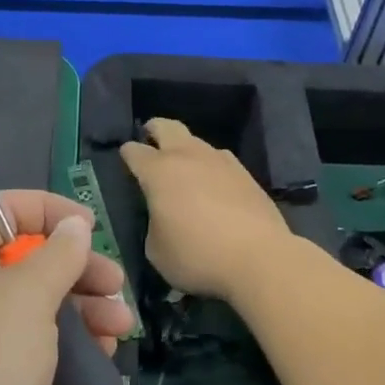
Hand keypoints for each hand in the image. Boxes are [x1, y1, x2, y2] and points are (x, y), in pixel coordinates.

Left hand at [0, 189, 133, 384]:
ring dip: (83, 312)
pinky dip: (70, 352)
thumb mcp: (27, 297)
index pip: (2, 210)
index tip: (88, 227)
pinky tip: (102, 362)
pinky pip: (36, 354)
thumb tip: (74, 224)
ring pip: (37, 310)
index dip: (46, 209)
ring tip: (121, 329)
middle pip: (27, 261)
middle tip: (115, 287)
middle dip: (76, 269)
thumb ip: (57, 255)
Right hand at [119, 118, 292, 301]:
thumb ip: (153, 224)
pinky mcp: (245, 173)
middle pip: (166, 127)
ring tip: (184, 168)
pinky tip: (213, 183)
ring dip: (185, 149)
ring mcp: (220, 161)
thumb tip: (163, 215)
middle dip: (154, 129)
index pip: (134, 152)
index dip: (127, 154)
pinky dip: (210, 166)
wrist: (259, 257)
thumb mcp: (157, 251)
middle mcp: (187, 156)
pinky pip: (220, 160)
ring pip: (196, 141)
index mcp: (159, 172)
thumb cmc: (198, 255)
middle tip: (150, 138)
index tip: (126, 160)